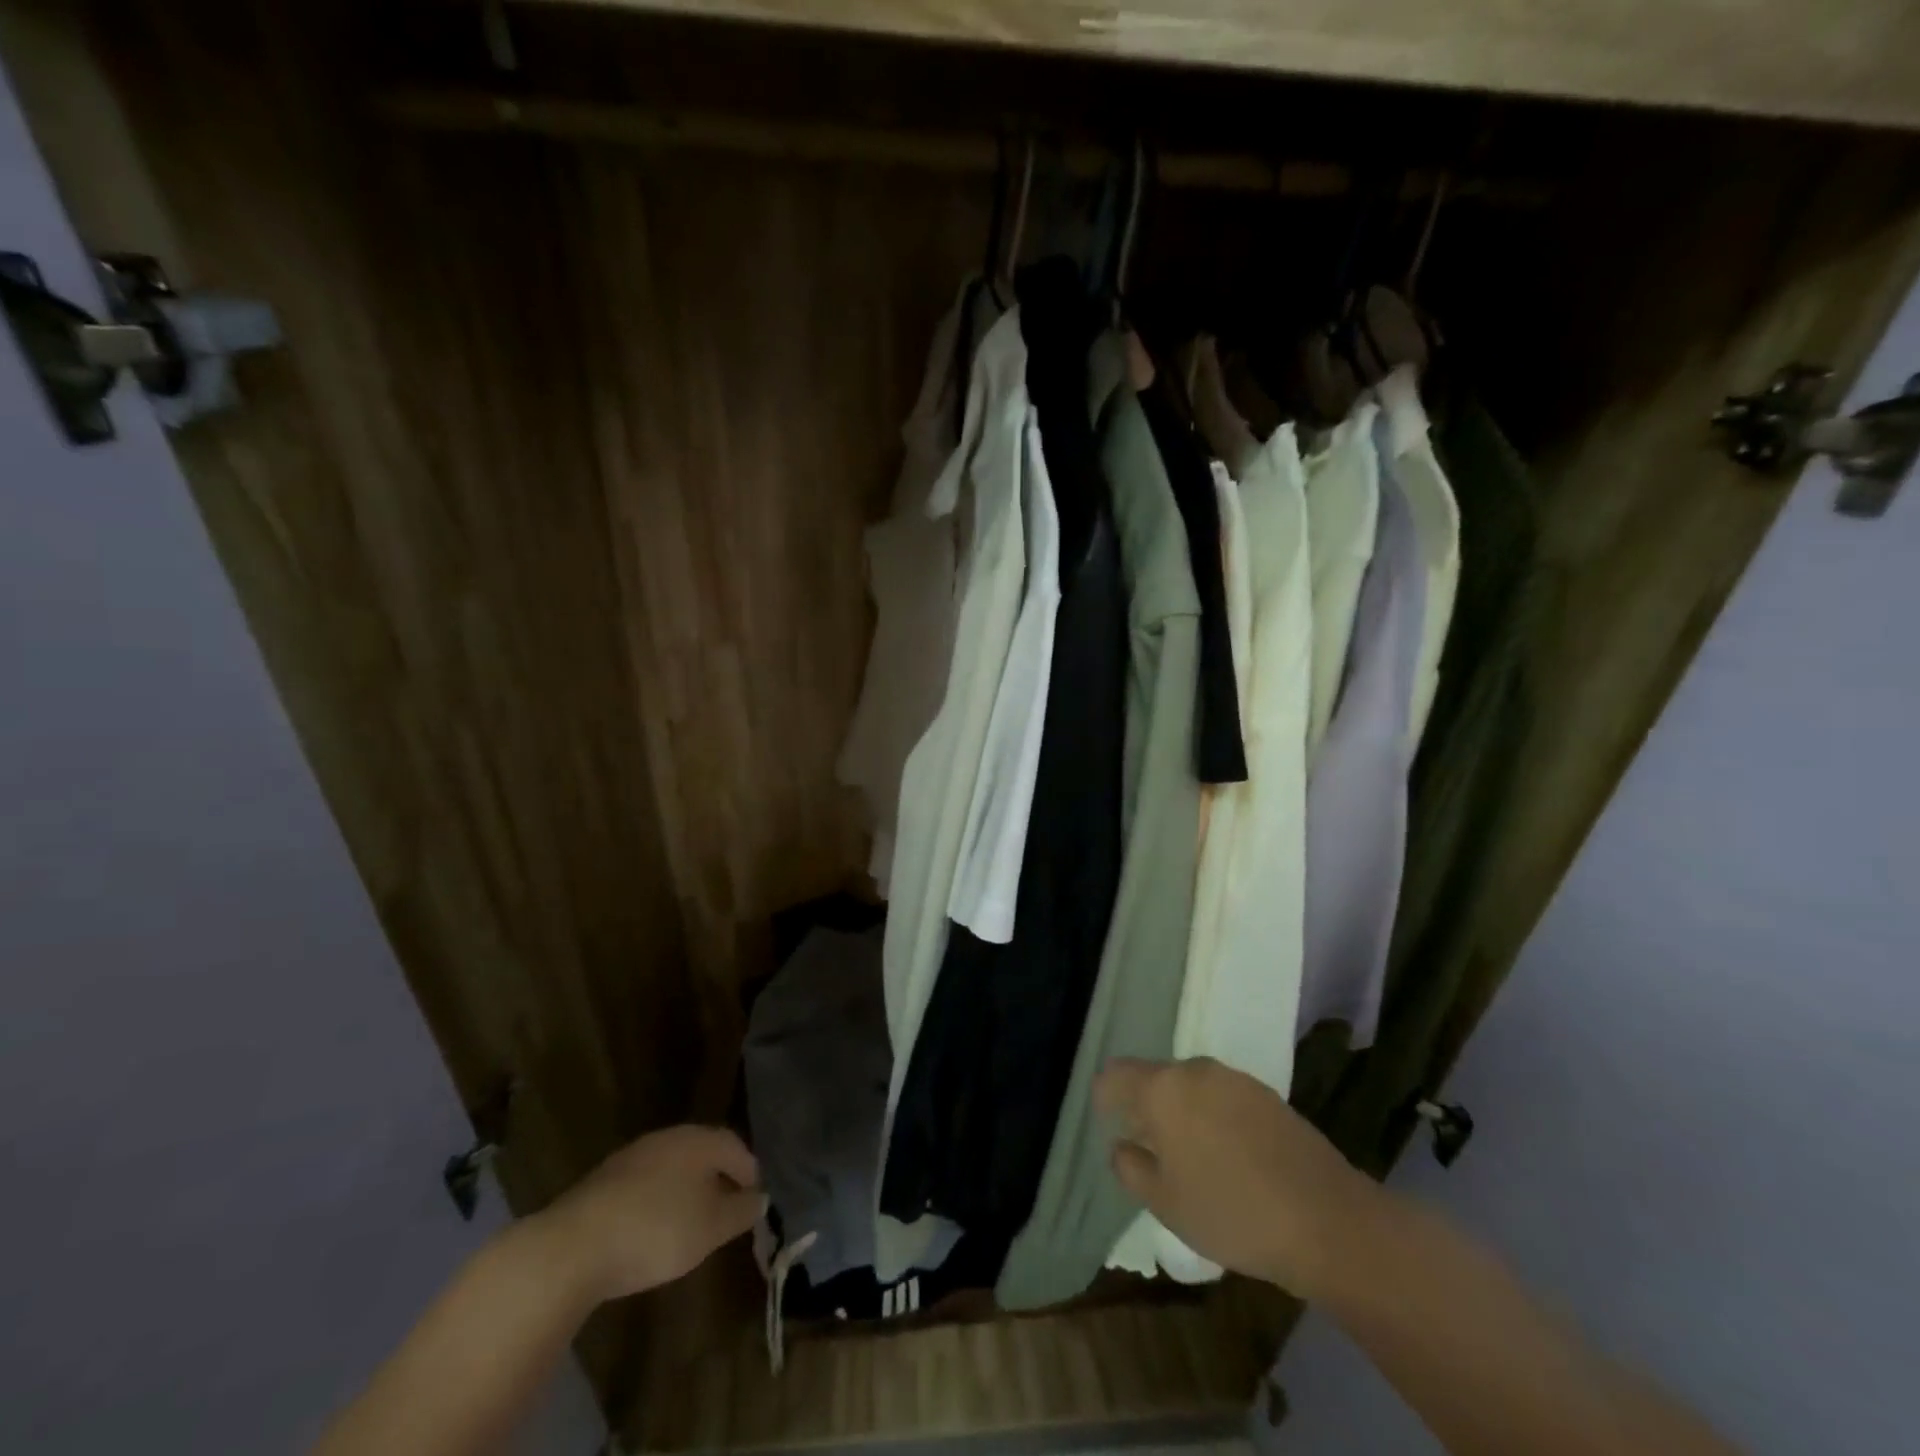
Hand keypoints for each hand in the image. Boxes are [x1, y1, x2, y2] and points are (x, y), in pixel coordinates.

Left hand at [539, 1125, 763, 1301]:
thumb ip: (741, 1211)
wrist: (571, 1248)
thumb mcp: (711, 1228)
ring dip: (686, 1190)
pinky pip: (644, 1185)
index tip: (755, 1199)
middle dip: (718, 1178)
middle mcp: (667, 1138)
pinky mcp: (602, 1182)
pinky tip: (652, 1230)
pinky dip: (657, 1201)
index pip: (734, 1146)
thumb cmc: (656, 1231)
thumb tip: (760, 1197)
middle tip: (727, 1209)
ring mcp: (631, 1157)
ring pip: (671, 1168)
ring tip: (691, 1223)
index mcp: (697, 1140)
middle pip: (702, 1153)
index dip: (749, 1171)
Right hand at [1097, 1057, 1378, 1298]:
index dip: (1104, 1098)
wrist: (1326, 1220)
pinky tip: (1230, 1158)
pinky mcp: (1267, 1094)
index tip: (1108, 1125)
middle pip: (1155, 1078)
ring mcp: (1235, 1079)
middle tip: (1150, 1151)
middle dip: (1146, 1108)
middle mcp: (1195, 1070)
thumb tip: (1122, 1145)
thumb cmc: (1231, 1212)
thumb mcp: (1165, 1202)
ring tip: (1192, 1159)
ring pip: (1190, 1087)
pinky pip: (1223, 1097)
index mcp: (1162, 1088)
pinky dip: (1213, 1118)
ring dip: (1182, 1112)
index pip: (1115, 1075)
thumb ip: (1130, 1167)